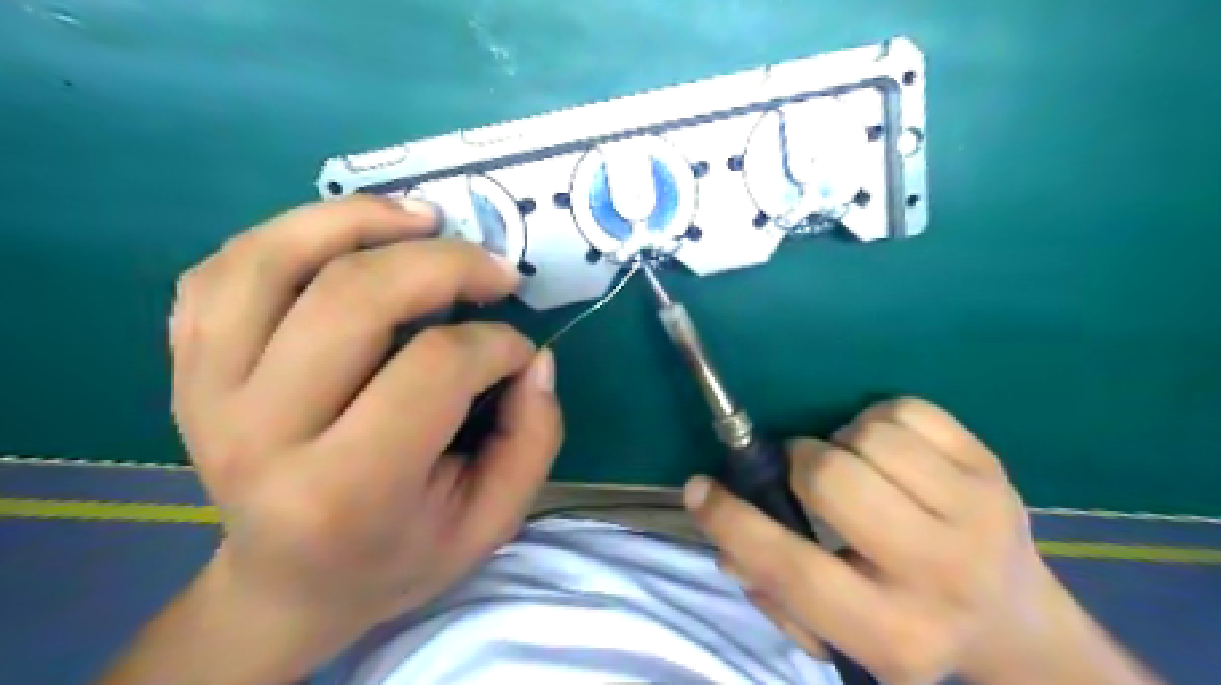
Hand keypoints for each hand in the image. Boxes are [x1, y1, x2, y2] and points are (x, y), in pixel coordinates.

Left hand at [154, 195, 555, 678]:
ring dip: (360, 220)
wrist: (289, 584)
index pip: (434, 369)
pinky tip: (347, 241)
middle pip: (353, 298)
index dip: (495, 344)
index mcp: (345, 490)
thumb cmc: (399, 554)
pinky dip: (291, 235)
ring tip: (425, 220)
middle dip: (446, 263)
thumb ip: (532, 439)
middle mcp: (261, 435)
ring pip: (273, 261)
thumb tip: (534, 358)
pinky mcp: (187, 368)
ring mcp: (205, 393)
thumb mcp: (492, 521)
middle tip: (496, 269)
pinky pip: (224, 270)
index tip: (519, 352)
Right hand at [682, 397, 1155, 684]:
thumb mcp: (839, 634)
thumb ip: (773, 592)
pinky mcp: (991, 466)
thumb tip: (724, 535)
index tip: (698, 489)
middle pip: (834, 479)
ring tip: (854, 467)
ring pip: (869, 437)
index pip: (793, 569)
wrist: (1014, 621)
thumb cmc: (906, 624)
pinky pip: (907, 410)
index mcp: (893, 631)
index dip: (733, 522)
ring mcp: (977, 510)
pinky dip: (878, 420)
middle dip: (800, 465)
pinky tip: (886, 453)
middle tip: (804, 475)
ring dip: (841, 442)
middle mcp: (939, 572)